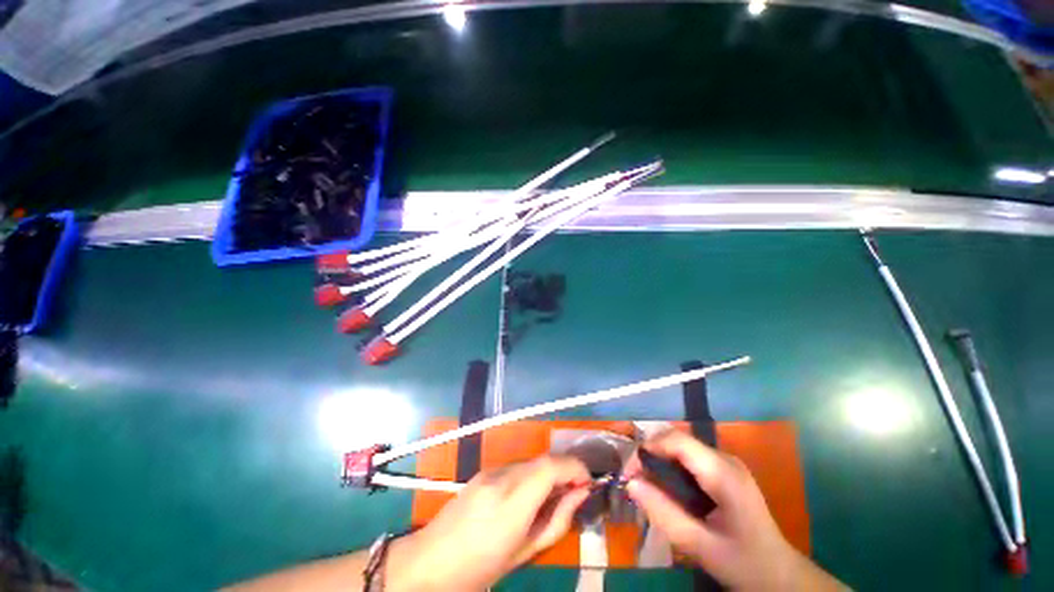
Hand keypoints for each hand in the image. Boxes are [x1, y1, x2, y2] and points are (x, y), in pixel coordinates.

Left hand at [394, 455, 590, 590]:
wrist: (429, 562)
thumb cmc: (480, 568)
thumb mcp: (525, 552)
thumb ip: (557, 520)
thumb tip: (580, 493)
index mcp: (511, 502)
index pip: (551, 466)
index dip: (575, 467)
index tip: (588, 482)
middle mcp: (501, 477)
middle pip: (543, 459)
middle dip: (565, 470)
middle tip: (576, 491)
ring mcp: (490, 470)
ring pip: (531, 461)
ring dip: (548, 472)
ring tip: (553, 496)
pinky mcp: (484, 470)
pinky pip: (517, 466)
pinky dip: (532, 474)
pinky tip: (529, 495)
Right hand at [624, 430, 842, 590]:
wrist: (780, 574)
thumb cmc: (743, 563)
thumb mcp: (700, 546)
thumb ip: (664, 513)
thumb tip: (630, 484)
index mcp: (723, 473)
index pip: (676, 440)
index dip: (647, 448)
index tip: (628, 473)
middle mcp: (724, 458)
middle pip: (676, 439)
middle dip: (649, 453)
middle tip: (634, 481)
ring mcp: (725, 462)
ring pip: (679, 445)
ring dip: (658, 459)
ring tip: (646, 485)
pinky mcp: (723, 470)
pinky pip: (688, 456)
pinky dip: (669, 465)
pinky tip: (665, 487)